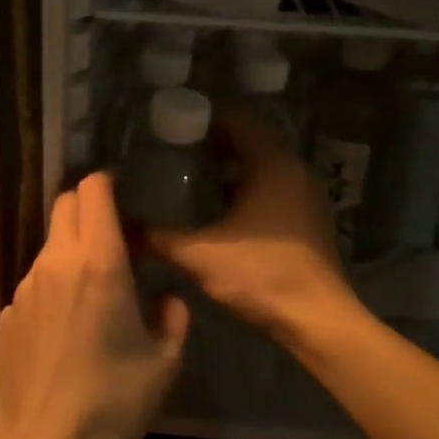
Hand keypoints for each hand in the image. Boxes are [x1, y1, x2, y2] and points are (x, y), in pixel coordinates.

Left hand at [0, 172, 189, 438]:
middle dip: (89, 207)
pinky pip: (35, 282)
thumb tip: (167, 299)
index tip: (125, 195)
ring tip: (92, 289)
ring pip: (49, 244)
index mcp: (100, 264)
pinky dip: (53, 287)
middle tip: (113, 235)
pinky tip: (64, 328)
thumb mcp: (164, 364)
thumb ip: (173, 319)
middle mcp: (56, 263)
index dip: (109, 183)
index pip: (94, 190)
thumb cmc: (111, 404)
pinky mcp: (6, 313)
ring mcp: (24, 287)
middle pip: (65, 204)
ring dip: (71, 250)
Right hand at [149, 111, 357, 341]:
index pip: (236, 118)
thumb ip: (158, 237)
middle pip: (249, 139)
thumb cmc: (261, 275)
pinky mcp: (306, 217)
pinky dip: (245, 187)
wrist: (317, 320)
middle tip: (170, 154)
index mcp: (271, 163)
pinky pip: (272, 186)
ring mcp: (304, 193)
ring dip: (228, 167)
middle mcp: (292, 168)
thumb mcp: (199, 255)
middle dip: (210, 144)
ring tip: (186, 179)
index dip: (201, 120)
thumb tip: (121, 225)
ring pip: (261, 164)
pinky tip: (216, 210)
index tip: (168, 130)